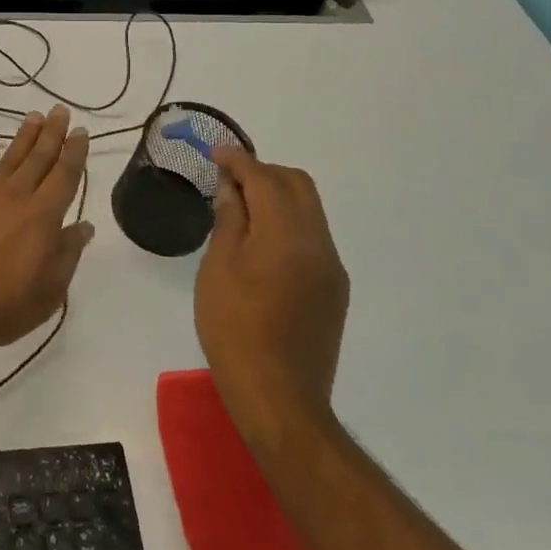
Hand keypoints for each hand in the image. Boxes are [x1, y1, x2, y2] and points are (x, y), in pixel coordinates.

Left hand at [0, 106, 94, 348]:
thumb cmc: (2, 306)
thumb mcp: (49, 292)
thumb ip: (67, 254)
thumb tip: (85, 227)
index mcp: (43, 217)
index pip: (64, 176)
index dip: (74, 152)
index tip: (80, 132)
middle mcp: (16, 197)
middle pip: (39, 158)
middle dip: (52, 133)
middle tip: (60, 110)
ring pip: (9, 157)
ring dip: (24, 136)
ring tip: (34, 116)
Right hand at [195, 148, 349, 437]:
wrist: (279, 397)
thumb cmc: (234, 329)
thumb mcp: (217, 269)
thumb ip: (229, 221)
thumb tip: (231, 189)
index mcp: (287, 235)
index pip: (265, 179)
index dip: (239, 161)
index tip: (216, 152)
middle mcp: (319, 243)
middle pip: (298, 186)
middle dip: (263, 173)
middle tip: (227, 181)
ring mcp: (332, 268)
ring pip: (309, 210)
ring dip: (277, 197)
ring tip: (240, 211)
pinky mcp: (334, 289)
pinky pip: (312, 237)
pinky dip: (287, 224)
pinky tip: (260, 244)